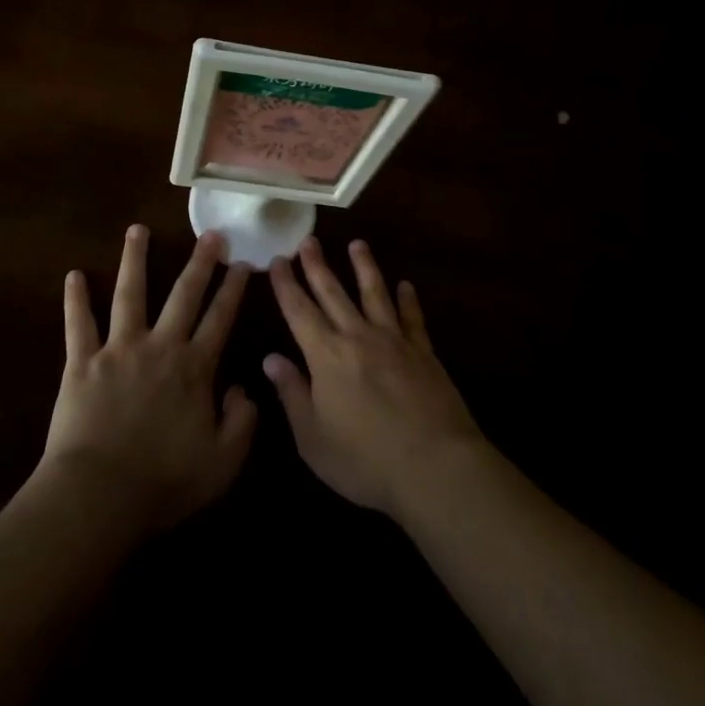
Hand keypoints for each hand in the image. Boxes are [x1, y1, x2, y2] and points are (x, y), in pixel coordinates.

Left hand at [38, 225, 256, 535]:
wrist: (98, 496)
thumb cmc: (163, 482)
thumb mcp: (223, 462)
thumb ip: (242, 422)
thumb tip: (243, 388)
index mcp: (194, 368)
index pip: (220, 319)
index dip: (234, 290)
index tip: (244, 263)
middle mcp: (159, 346)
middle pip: (183, 295)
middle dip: (200, 262)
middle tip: (210, 234)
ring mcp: (118, 349)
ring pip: (130, 293)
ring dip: (135, 259)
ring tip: (138, 229)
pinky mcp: (81, 362)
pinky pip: (78, 324)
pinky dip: (75, 299)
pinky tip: (73, 274)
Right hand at [264, 238, 484, 517]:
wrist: (434, 466)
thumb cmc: (365, 460)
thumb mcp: (313, 438)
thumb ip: (292, 394)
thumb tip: (270, 358)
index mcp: (325, 356)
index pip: (299, 311)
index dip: (286, 285)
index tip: (276, 260)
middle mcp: (357, 337)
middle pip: (333, 292)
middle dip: (317, 265)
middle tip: (308, 239)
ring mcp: (394, 340)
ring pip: (374, 293)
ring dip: (364, 267)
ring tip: (358, 244)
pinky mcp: (423, 351)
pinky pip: (412, 317)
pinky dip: (408, 299)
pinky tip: (406, 285)